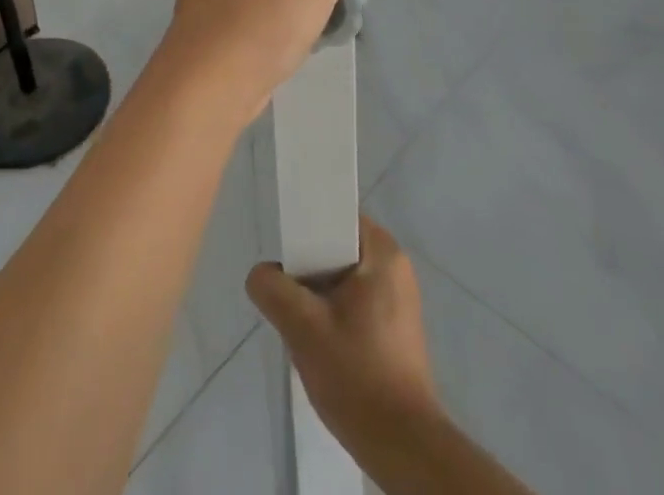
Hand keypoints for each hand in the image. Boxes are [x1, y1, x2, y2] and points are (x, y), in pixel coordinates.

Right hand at [246, 218, 442, 445]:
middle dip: (308, 270)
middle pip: (336, 248)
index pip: (335, 216)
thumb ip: (273, 288)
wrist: (403, 447)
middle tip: (289, 297)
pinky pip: (355, 303)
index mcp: (382, 251)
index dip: (305, 228)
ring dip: (318, 297)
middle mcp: (395, 266)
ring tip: (302, 325)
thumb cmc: (356, 374)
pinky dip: (334, 315)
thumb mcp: (303, 327)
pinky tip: (321, 346)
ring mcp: (398, 299)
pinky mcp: (396, 329)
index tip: (286, 255)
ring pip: (342, 279)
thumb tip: (260, 274)